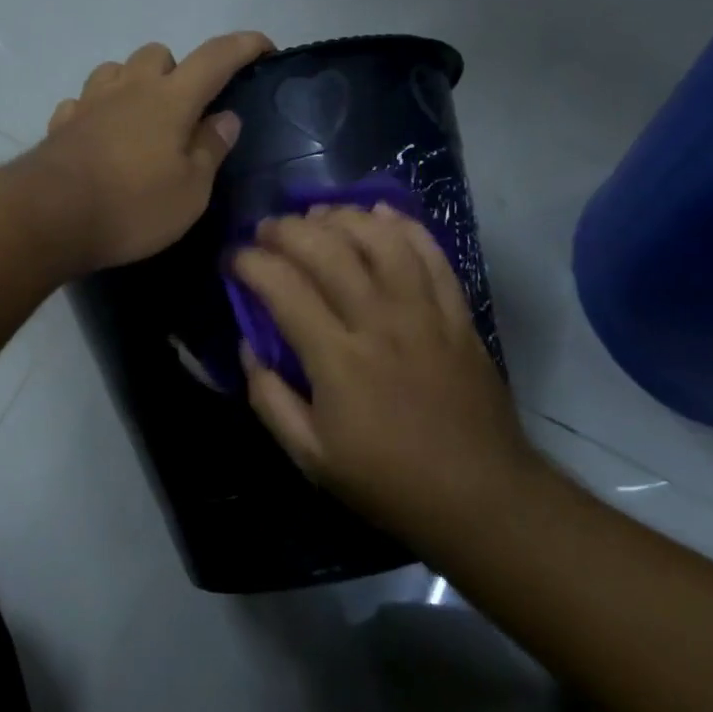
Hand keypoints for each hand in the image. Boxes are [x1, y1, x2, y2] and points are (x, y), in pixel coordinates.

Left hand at [26, 33, 272, 271]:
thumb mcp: (190, 191)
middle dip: (177, 70)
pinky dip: (96, 112)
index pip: (216, 57)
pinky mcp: (60, 125)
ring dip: (132, 84)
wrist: (50, 218)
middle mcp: (128, 88)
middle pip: (157, 53)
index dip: (244, 46)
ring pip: (115, 70)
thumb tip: (224, 118)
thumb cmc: (133, 207)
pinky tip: (99, 137)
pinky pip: (82, 103)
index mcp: (170, 99)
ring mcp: (89, 103)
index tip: (264, 47)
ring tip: (141, 120)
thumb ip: (210, 149)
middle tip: (185, 111)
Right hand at [232, 203, 530, 522]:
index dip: (249, 263)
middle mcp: (379, 322)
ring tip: (316, 216)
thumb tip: (248, 346)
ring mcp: (424, 313)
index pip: (283, 287)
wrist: (480, 496)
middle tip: (265, 230)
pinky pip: (432, 254)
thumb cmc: (387, 480)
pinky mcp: (458, 314)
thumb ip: (269, 398)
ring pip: (381, 239)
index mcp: (337, 359)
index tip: (231, 259)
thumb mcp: (310, 456)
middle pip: (329, 249)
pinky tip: (379, 215)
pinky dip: (403, 226)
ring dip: (342, 217)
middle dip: (287, 229)